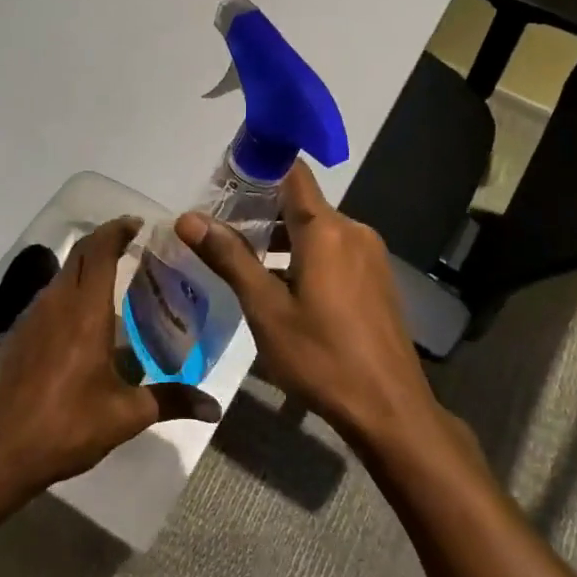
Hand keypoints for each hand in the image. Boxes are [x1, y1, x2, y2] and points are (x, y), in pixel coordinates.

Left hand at [0, 217, 219, 495]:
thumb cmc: (68, 427)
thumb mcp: (126, 415)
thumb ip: (172, 401)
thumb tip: (213, 409)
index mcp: (85, 312)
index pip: (100, 250)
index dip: (118, 230)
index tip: (139, 224)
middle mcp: (55, 304)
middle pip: (80, 256)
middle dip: (106, 243)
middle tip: (135, 249)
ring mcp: (30, 318)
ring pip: (61, 277)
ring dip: (86, 270)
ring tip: (115, 285)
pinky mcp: (15, 336)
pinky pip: (47, 300)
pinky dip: (68, 295)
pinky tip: (82, 325)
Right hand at [177, 165, 455, 457]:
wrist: (388, 408)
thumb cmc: (321, 357)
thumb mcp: (265, 309)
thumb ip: (230, 257)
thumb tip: (188, 217)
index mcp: (326, 230)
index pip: (291, 173)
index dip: (259, 167)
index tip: (224, 177)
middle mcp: (353, 232)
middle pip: (302, 204)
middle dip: (261, 210)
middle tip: (220, 228)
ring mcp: (371, 256)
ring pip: (319, 231)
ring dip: (282, 238)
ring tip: (243, 258)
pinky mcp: (377, 280)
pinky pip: (335, 252)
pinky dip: (306, 256)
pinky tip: (283, 285)